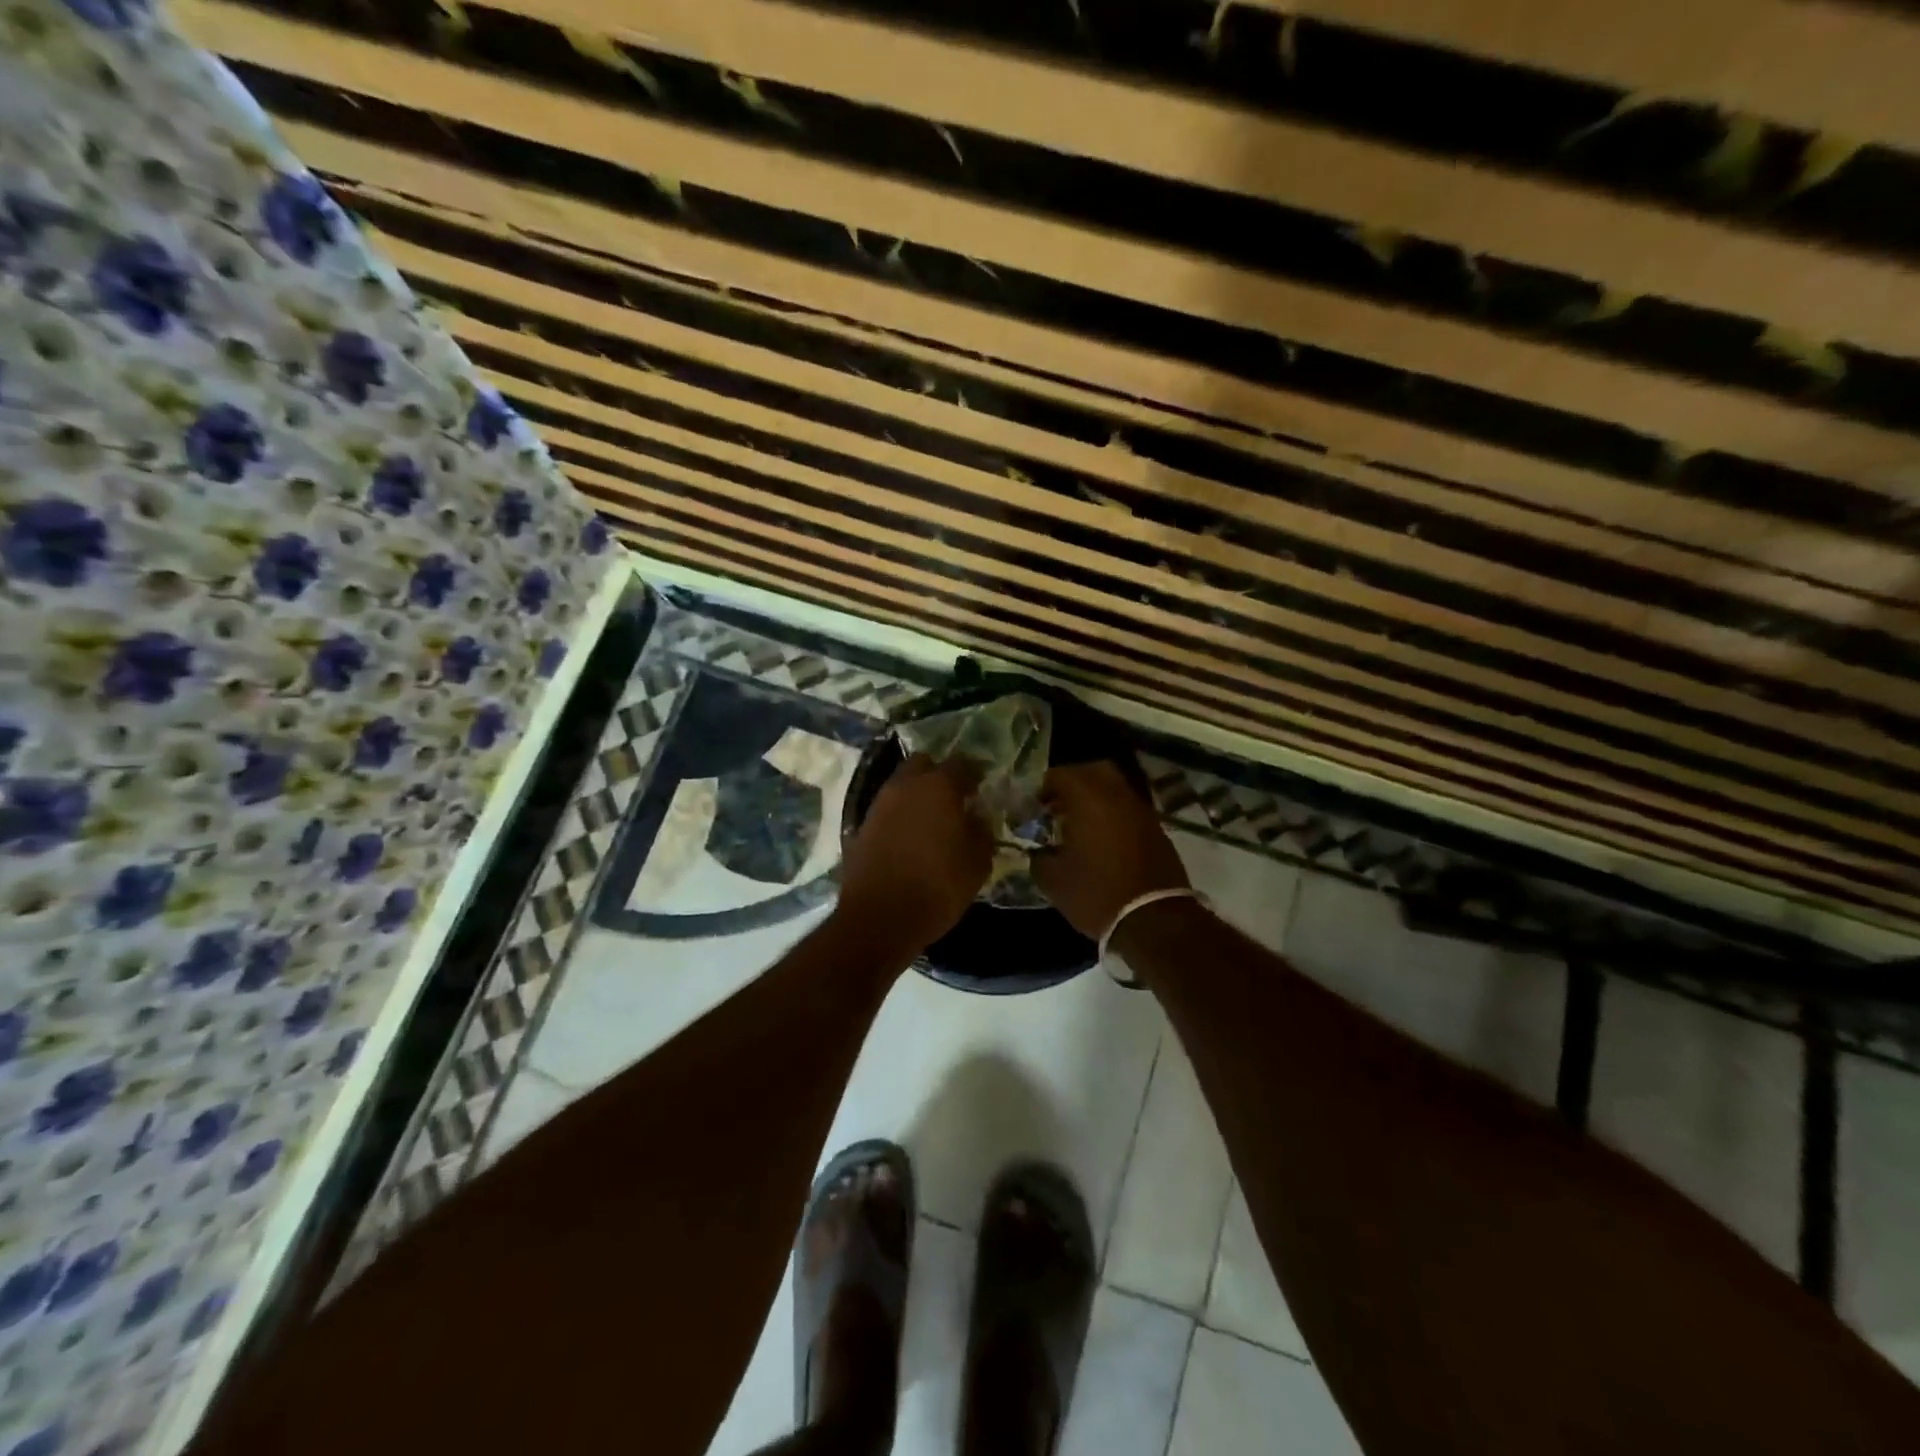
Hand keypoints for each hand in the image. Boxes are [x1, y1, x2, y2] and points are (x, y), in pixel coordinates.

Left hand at [837, 754, 992, 955]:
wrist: (878, 918)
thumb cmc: (937, 888)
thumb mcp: (977, 864)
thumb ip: (982, 831)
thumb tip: (977, 816)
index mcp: (939, 786)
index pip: (963, 764)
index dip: (976, 774)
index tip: (983, 789)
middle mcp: (906, 785)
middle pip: (925, 764)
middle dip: (940, 775)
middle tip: (955, 799)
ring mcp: (880, 803)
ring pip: (903, 784)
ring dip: (918, 794)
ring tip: (934, 820)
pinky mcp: (863, 825)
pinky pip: (888, 808)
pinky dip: (901, 814)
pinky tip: (912, 837)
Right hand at [1032, 760, 1187, 938]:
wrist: (1154, 921)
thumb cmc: (1097, 894)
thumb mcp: (1054, 880)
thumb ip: (1038, 857)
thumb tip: (1036, 850)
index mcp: (1089, 799)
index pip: (1060, 775)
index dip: (1041, 787)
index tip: (1031, 806)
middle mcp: (1117, 796)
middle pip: (1092, 771)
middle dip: (1071, 783)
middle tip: (1055, 805)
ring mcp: (1141, 811)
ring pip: (1114, 788)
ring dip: (1094, 797)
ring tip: (1076, 823)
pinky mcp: (1156, 830)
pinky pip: (1128, 808)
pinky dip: (1112, 814)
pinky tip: (1099, 839)